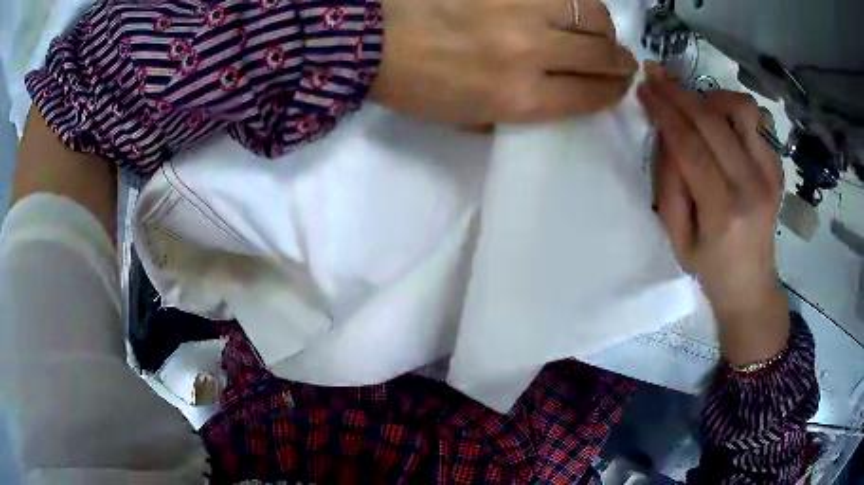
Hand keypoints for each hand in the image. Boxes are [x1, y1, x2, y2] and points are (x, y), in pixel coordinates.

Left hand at [370, 0, 637, 124]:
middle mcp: (530, 52)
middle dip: (619, 61)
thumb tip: (556, 97)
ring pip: (591, 15)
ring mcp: (520, 9)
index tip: (619, 86)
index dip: (613, 92)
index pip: (591, 95)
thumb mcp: (467, 119)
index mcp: (518, 98)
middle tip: (620, 60)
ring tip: (599, 31)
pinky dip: (575, 2)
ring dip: (604, 27)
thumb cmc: (415, 86)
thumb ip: (517, 113)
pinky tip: (572, 9)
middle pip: (600, 55)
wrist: (371, 38)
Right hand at [638, 64, 788, 365]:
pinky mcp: (777, 169)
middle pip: (713, 121)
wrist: (752, 286)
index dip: (664, 111)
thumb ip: (670, 183)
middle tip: (656, 77)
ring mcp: (770, 175)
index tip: (644, 88)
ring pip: (743, 109)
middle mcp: (752, 186)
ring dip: (713, 97)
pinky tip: (721, 124)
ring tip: (696, 104)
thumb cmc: (710, 268)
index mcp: (723, 211)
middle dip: (679, 93)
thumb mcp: (677, 238)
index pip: (690, 145)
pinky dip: (734, 112)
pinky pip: (757, 121)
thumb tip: (667, 134)